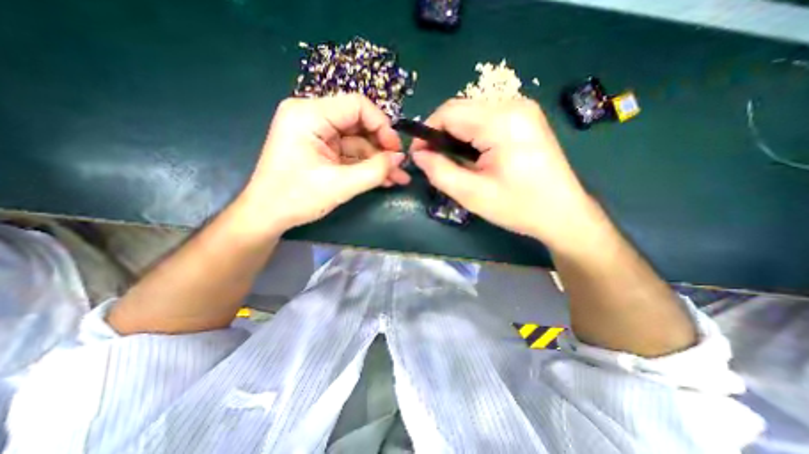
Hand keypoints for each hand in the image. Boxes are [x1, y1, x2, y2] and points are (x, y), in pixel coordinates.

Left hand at [235, 95, 410, 235]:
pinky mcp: (323, 150)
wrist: (268, 216)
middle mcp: (313, 117)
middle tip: (400, 166)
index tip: (395, 150)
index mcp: (309, 114)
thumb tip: (400, 158)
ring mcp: (318, 135)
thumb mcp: (340, 185)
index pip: (357, 105)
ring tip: (398, 178)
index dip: (382, 125)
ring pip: (358, 142)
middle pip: (360, 124)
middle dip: (382, 147)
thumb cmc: (296, 198)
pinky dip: (367, 166)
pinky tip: (384, 179)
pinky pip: (351, 154)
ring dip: (378, 161)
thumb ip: (374, 171)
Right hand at [412, 98, 598, 249]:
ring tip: (455, 162)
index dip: (427, 131)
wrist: (562, 213)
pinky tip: (473, 156)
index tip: (419, 155)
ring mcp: (522, 110)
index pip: (449, 112)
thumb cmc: (518, 206)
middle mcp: (513, 105)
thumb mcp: (471, 194)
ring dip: (455, 136)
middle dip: (441, 134)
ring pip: (471, 114)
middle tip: (436, 162)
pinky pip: (486, 120)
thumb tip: (418, 155)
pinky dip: (471, 136)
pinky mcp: (525, 119)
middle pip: (460, 110)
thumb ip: (439, 171)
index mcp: (501, 121)